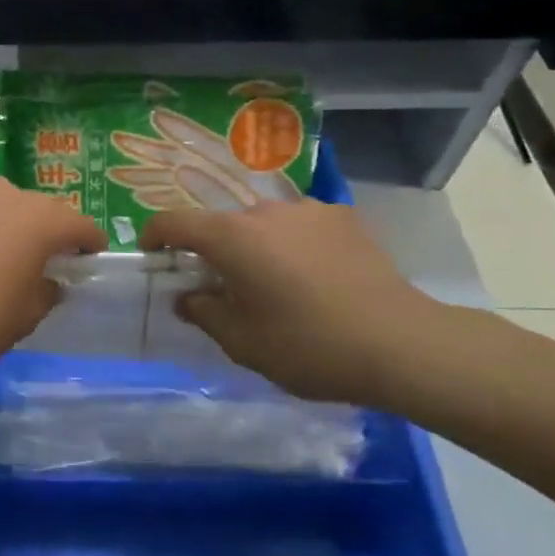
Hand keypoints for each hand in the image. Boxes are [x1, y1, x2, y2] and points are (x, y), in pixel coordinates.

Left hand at [0, 177, 105, 379]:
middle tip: (31, 261)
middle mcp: (2, 192)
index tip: (88, 257)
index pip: (78, 224)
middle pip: (33, 209)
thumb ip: (46, 294)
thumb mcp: (22, 320)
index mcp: (37, 220)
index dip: (88, 241)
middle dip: (39, 231)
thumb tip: (48, 281)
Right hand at [142, 199, 443, 405]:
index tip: (152, 255)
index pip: (175, 221)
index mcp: (232, 237)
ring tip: (277, 285)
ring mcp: (308, 209)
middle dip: (214, 251)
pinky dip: (294, 245)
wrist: (402, 344)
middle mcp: (265, 210)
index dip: (155, 235)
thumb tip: (188, 297)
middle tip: (223, 287)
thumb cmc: (310, 346)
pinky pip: (301, 226)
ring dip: (256, 247)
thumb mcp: (243, 343)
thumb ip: (204, 313)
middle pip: (223, 223)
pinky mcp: (343, 217)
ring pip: (264, 223)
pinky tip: (316, 278)